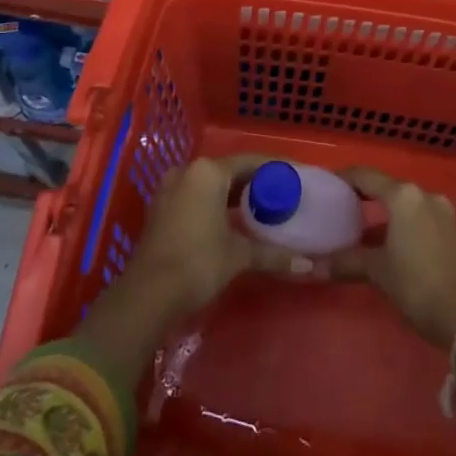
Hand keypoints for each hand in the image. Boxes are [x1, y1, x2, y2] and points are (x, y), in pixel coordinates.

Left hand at [124, 154, 299, 319]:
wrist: (148, 294)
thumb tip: (308, 265)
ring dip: (233, 195)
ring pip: (210, 185)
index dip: (274, 169)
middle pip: (229, 171)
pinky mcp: (160, 209)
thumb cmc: (198, 262)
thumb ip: (272, 254)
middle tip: (280, 196)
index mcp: (208, 172)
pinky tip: (231, 222)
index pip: (250, 161)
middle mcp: (187, 172)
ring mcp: (169, 190)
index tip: (294, 177)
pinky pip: (195, 197)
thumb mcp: (239, 255)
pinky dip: (214, 205)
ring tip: (260, 209)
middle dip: (254, 183)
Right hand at [334, 167, 455, 348]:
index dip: (344, 178)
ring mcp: (444, 212)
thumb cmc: (417, 285)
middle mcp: (425, 195)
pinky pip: (421, 217)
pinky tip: (390, 244)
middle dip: (364, 197)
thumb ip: (345, 262)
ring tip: (360, 230)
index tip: (326, 186)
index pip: (366, 176)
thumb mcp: (378, 272)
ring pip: (406, 204)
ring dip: (385, 214)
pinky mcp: (454, 231)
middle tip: (339, 209)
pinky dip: (403, 224)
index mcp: (404, 196)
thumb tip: (310, 266)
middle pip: (387, 188)